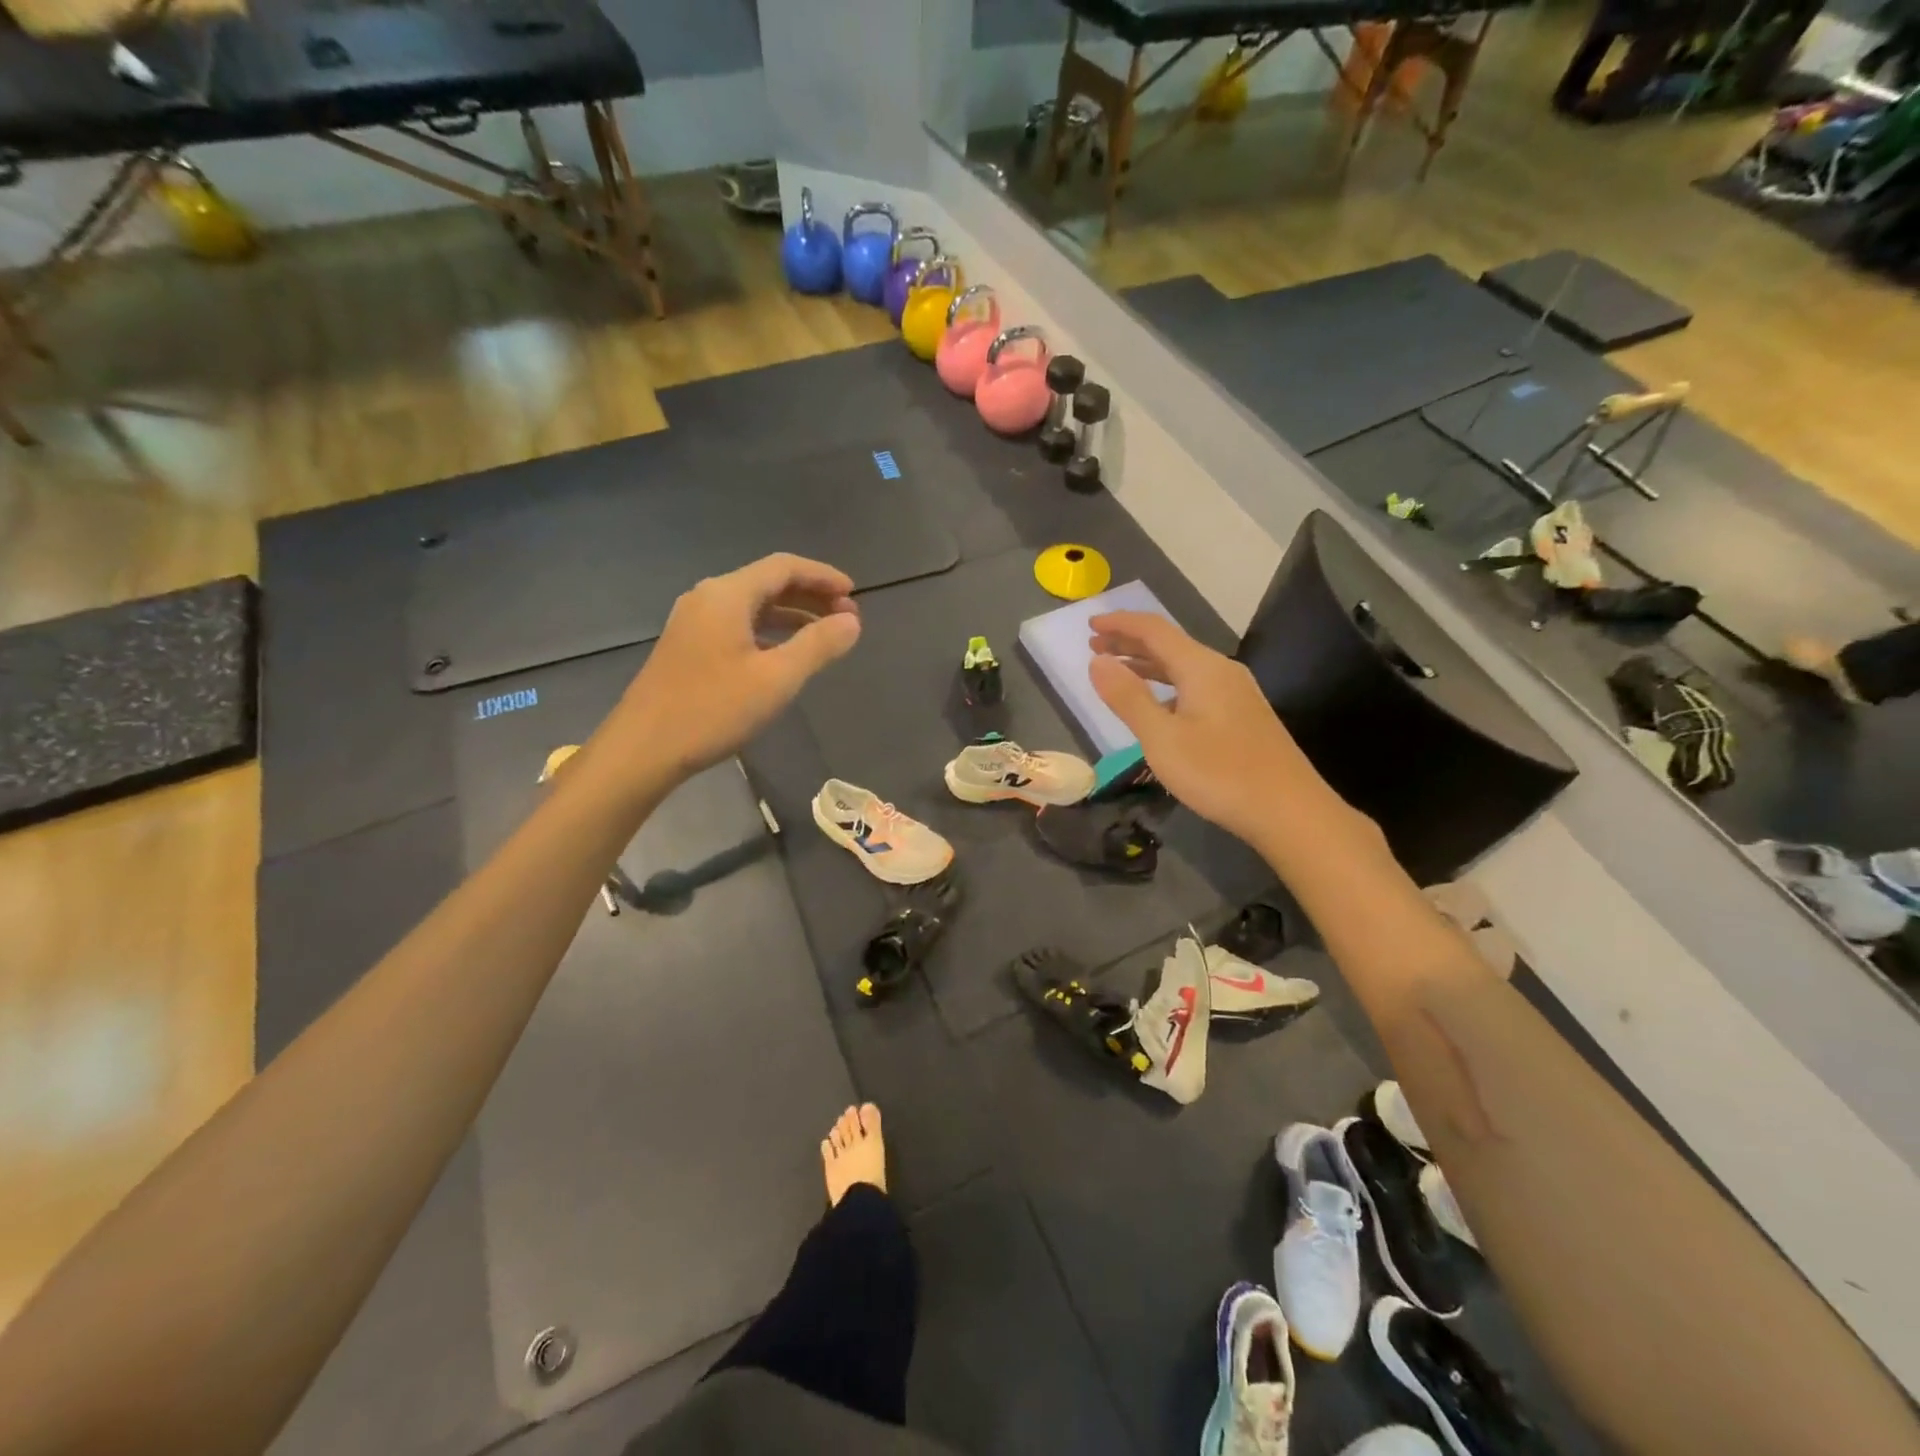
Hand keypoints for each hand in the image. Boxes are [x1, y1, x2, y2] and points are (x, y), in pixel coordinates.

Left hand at [606, 553, 861, 781]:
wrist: (643, 748)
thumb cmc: (713, 709)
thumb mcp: (777, 678)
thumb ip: (818, 645)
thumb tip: (852, 621)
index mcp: (728, 595)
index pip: (784, 567)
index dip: (823, 576)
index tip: (855, 594)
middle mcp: (708, 598)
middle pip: (767, 582)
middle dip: (810, 595)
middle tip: (846, 617)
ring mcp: (693, 622)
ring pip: (752, 606)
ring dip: (791, 615)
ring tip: (824, 635)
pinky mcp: (687, 647)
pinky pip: (737, 625)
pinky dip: (769, 631)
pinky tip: (784, 655)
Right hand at [1087, 611, 1324, 846]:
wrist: (1289, 811)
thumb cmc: (1220, 774)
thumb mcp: (1162, 738)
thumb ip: (1128, 697)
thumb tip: (1097, 662)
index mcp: (1202, 667)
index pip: (1154, 630)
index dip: (1119, 623)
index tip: (1089, 624)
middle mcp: (1221, 671)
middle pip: (1169, 644)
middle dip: (1129, 642)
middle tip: (1094, 645)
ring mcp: (1236, 693)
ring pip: (1183, 667)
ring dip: (1147, 664)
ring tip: (1116, 670)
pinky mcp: (1241, 716)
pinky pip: (1195, 686)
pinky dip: (1166, 686)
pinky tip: (1156, 705)